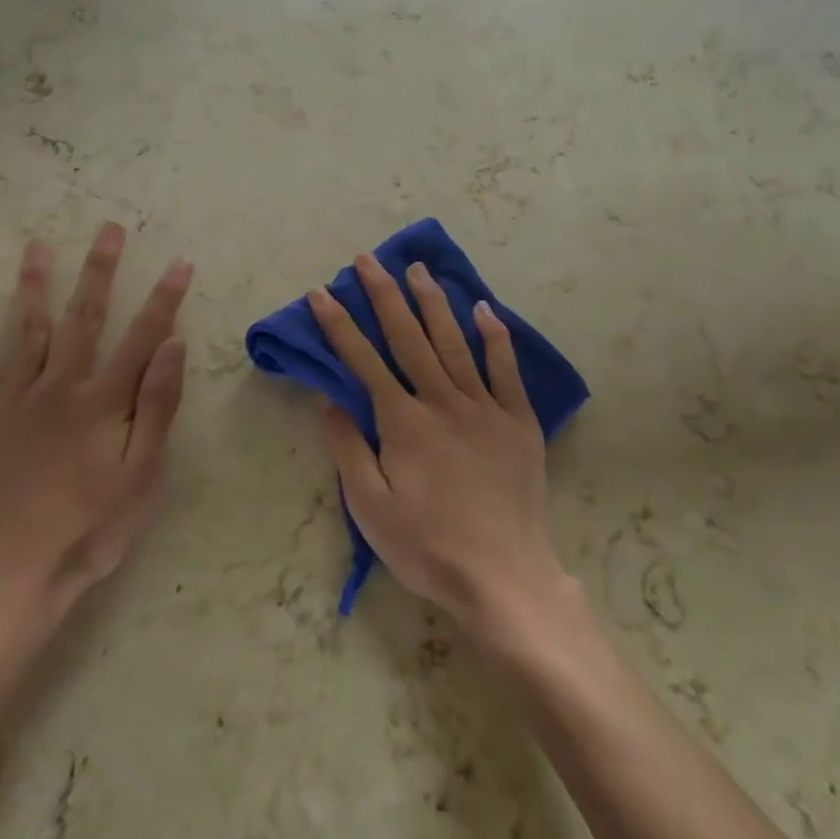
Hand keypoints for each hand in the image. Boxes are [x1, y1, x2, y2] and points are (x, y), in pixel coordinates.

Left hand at [0, 222, 191, 644]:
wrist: (9, 574)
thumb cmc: (89, 528)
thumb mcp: (142, 475)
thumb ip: (157, 407)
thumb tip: (173, 346)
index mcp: (102, 401)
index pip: (141, 336)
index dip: (163, 299)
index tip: (178, 264)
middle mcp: (58, 386)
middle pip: (83, 318)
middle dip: (99, 271)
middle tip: (108, 230)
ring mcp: (10, 399)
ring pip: (26, 330)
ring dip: (34, 285)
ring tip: (38, 246)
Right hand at [308, 255, 564, 639]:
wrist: (504, 577)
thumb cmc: (428, 547)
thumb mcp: (370, 509)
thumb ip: (348, 449)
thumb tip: (330, 400)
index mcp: (404, 422)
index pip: (363, 361)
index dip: (339, 325)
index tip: (321, 293)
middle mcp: (442, 402)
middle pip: (409, 338)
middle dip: (384, 296)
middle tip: (368, 260)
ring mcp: (485, 408)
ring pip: (454, 342)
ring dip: (432, 303)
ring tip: (416, 269)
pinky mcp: (518, 422)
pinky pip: (506, 370)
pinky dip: (495, 337)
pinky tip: (483, 308)